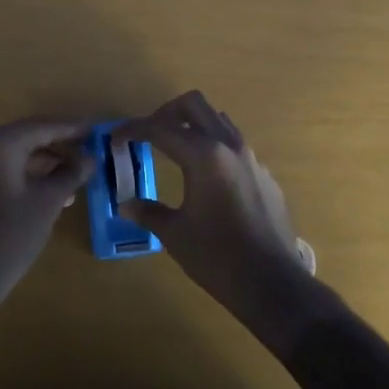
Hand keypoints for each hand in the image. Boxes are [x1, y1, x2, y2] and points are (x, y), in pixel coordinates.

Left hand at [0, 118, 93, 319]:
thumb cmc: (9, 235)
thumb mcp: (48, 202)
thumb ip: (71, 173)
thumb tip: (89, 157)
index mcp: (0, 142)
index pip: (44, 127)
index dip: (73, 129)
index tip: (97, 130)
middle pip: (28, 137)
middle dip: (59, 146)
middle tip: (89, 151)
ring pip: (15, 154)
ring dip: (44, 162)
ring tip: (75, 177)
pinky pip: (2, 169)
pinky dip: (26, 174)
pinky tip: (50, 191)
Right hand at [117, 91, 317, 328]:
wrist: (273, 284)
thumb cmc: (217, 257)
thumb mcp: (175, 234)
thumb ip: (148, 212)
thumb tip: (125, 204)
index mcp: (204, 156)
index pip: (160, 128)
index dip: (133, 129)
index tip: (116, 137)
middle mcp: (229, 146)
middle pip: (194, 105)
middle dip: (166, 112)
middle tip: (149, 134)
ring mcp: (251, 158)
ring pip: (218, 120)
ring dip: (193, 125)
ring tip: (176, 150)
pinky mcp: (265, 175)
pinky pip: (235, 146)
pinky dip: (214, 148)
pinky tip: (206, 179)